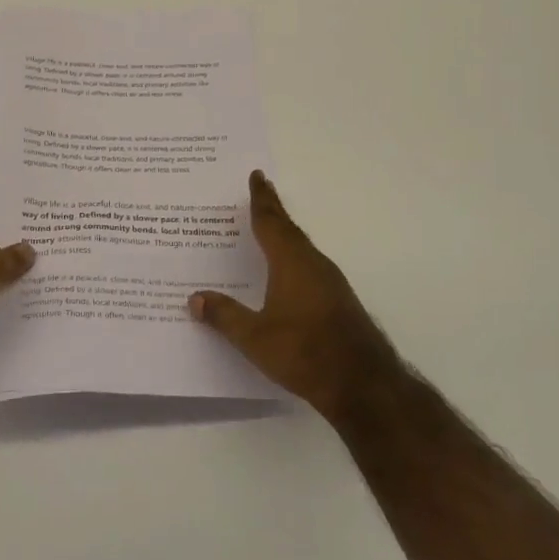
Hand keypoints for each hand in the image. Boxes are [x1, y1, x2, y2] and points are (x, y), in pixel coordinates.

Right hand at [189, 170, 398, 420]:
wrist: (363, 384)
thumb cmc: (304, 352)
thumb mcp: (254, 337)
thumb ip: (224, 316)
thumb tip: (195, 298)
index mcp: (291, 261)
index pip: (271, 221)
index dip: (262, 198)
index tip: (257, 175)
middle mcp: (313, 263)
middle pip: (288, 229)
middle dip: (272, 211)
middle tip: (259, 193)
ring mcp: (330, 282)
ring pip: (301, 248)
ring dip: (283, 235)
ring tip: (265, 231)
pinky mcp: (338, 301)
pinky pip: (309, 267)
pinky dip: (292, 258)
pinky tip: (284, 274)